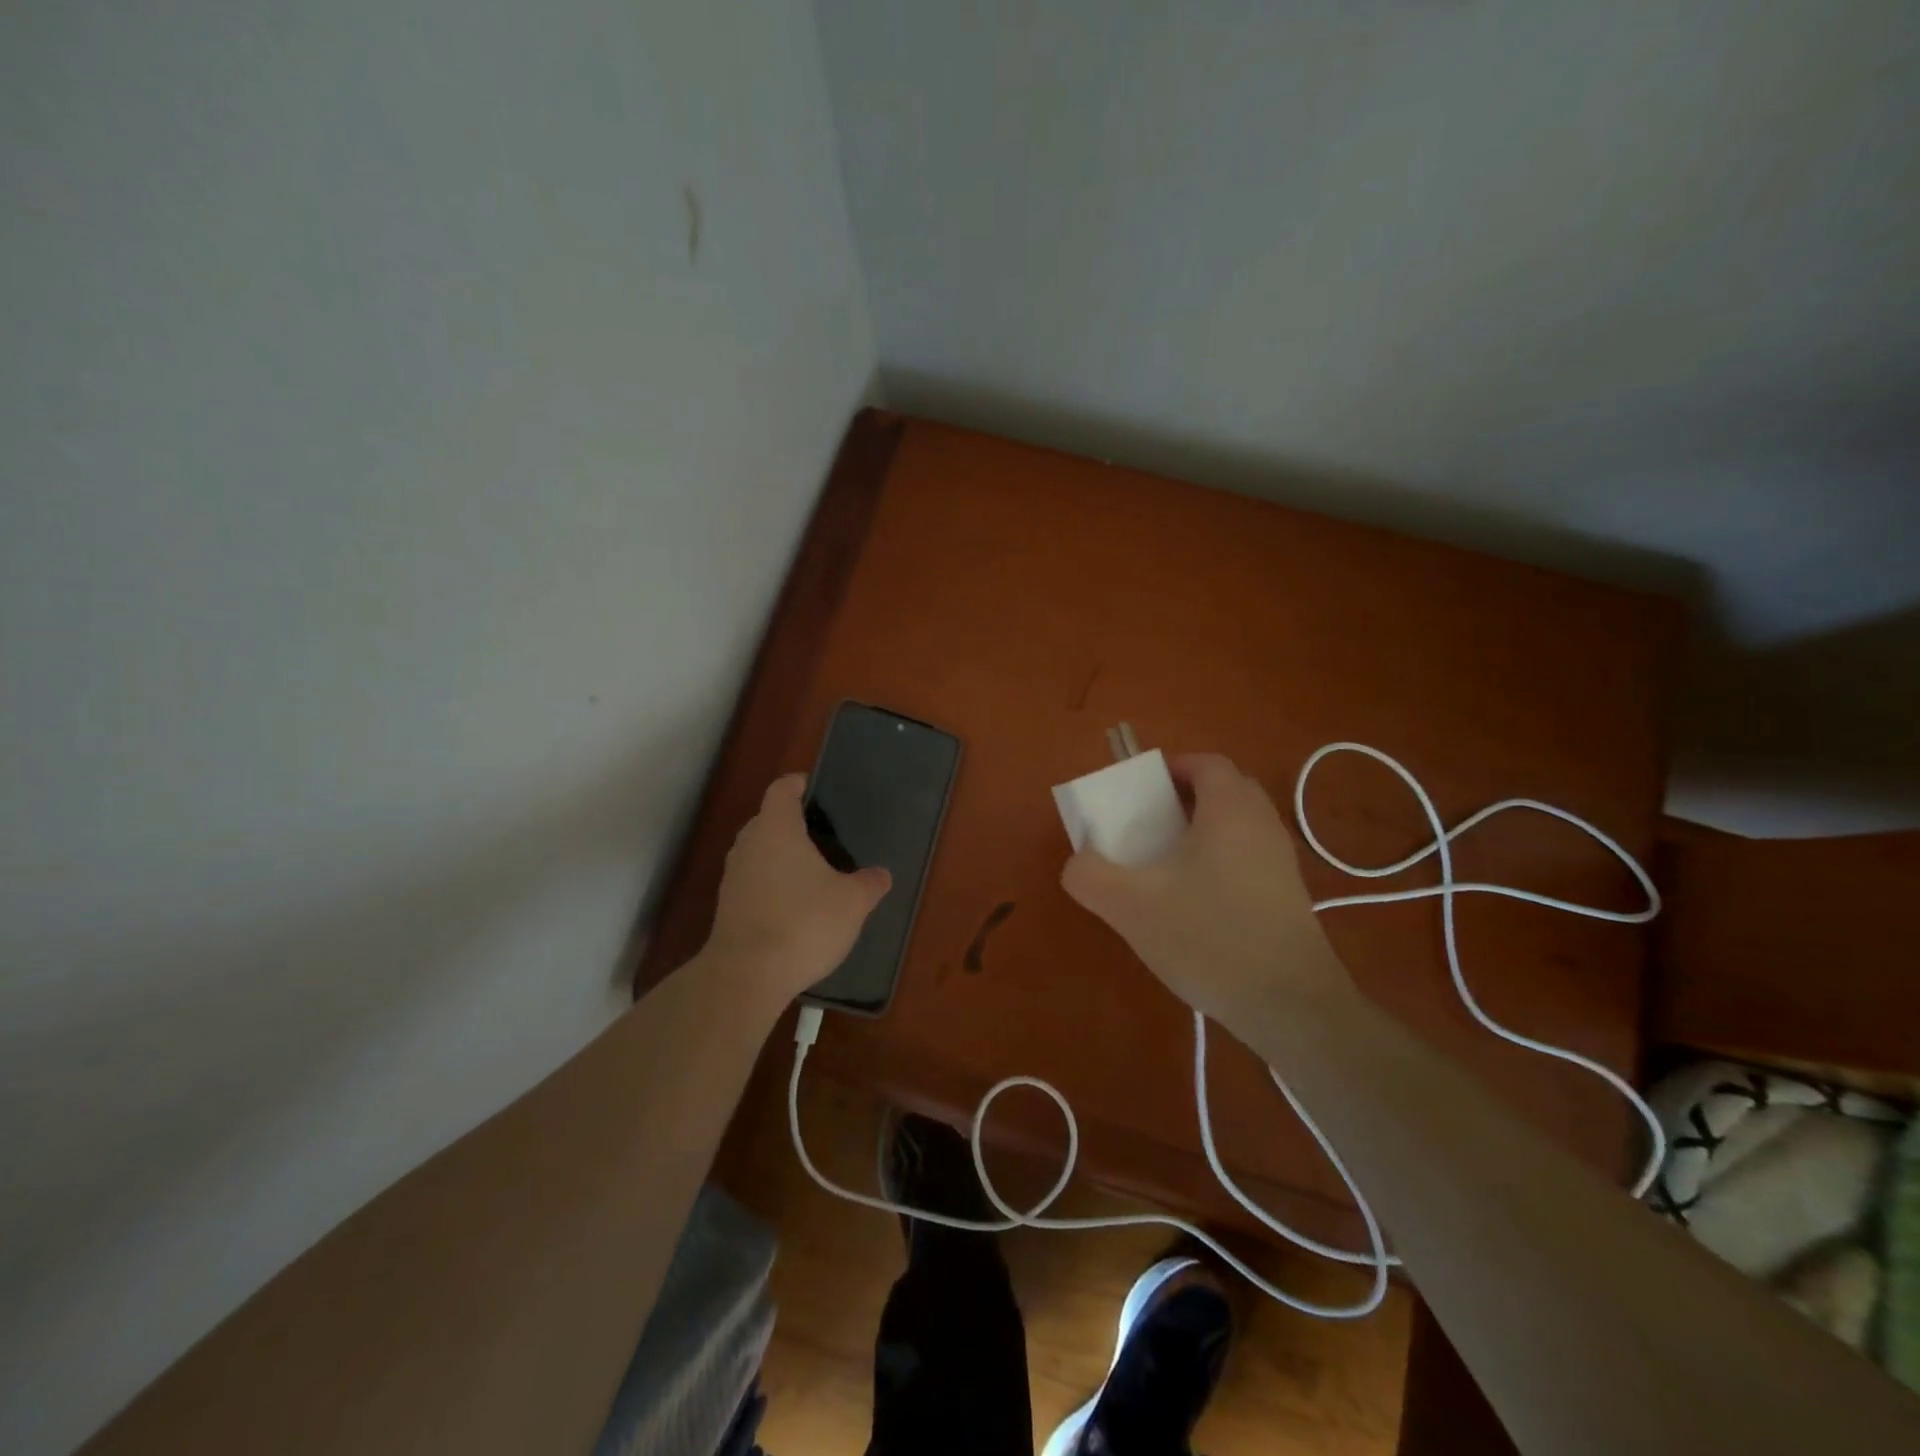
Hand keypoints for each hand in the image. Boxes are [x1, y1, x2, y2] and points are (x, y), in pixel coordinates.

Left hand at [702, 775, 891, 1008]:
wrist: (747, 976)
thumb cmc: (804, 922)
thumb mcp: (852, 902)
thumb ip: (869, 883)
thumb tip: (881, 875)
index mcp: (777, 827)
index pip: (782, 789)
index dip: (799, 785)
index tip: (817, 790)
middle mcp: (749, 844)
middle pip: (769, 820)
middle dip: (794, 825)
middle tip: (826, 837)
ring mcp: (733, 876)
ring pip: (760, 852)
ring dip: (782, 857)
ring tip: (814, 873)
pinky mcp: (727, 906)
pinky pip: (754, 881)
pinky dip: (772, 885)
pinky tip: (796, 908)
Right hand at [1060, 753, 1349, 1026]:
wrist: (1289, 1005)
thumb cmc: (1209, 938)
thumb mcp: (1131, 907)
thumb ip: (1090, 876)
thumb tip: (1078, 862)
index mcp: (1230, 810)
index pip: (1206, 763)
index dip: (1171, 767)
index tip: (1141, 790)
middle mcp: (1263, 825)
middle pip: (1226, 789)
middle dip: (1186, 798)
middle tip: (1151, 824)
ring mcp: (1282, 862)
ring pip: (1239, 826)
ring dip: (1204, 831)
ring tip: (1167, 865)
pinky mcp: (1289, 896)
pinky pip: (1249, 857)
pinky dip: (1221, 861)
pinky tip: (1195, 903)